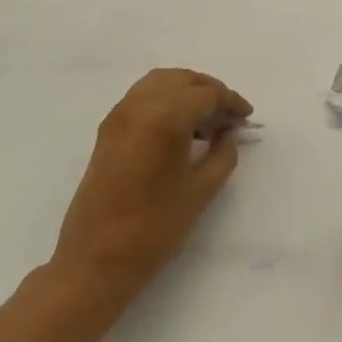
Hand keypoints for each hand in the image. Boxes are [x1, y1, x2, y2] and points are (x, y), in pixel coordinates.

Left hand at [53, 69, 251, 302]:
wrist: (94, 261)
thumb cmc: (154, 229)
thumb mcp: (201, 191)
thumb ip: (222, 154)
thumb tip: (227, 133)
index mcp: (166, 117)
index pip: (207, 94)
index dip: (231, 102)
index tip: (246, 116)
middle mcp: (140, 104)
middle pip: (183, 80)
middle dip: (210, 91)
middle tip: (228, 116)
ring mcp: (120, 114)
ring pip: (161, 82)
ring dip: (186, 91)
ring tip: (205, 119)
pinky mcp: (108, 128)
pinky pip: (142, 96)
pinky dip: (165, 98)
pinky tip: (179, 126)